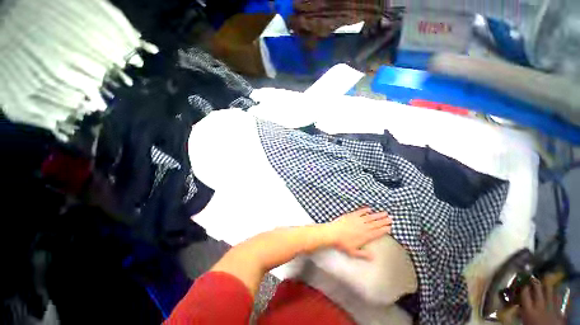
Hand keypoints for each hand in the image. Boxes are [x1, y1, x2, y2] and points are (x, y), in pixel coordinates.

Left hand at [324, 207, 391, 259]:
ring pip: (370, 217)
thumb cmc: (342, 244)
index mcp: (365, 236)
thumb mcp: (353, 252)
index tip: (390, 227)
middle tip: (391, 218)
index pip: (377, 232)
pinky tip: (369, 209)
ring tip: (384, 213)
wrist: (333, 233)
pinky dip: (365, 210)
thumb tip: (373, 257)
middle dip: (384, 221)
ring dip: (377, 215)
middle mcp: (363, 227)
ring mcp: (357, 220)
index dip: (384, 229)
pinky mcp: (351, 215)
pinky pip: (360, 212)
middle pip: (376, 224)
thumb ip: (364, 254)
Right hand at [520, 278, 564, 324]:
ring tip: (544, 282)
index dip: (524, 287)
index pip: (524, 293)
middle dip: (535, 282)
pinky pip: (558, 298)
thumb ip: (522, 312)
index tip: (523, 283)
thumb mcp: (525, 320)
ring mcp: (550, 306)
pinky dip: (556, 294)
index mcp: (528, 309)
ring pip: (549, 290)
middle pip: (537, 289)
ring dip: (546, 286)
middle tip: (533, 277)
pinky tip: (555, 292)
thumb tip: (518, 304)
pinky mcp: (558, 308)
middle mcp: (539, 305)